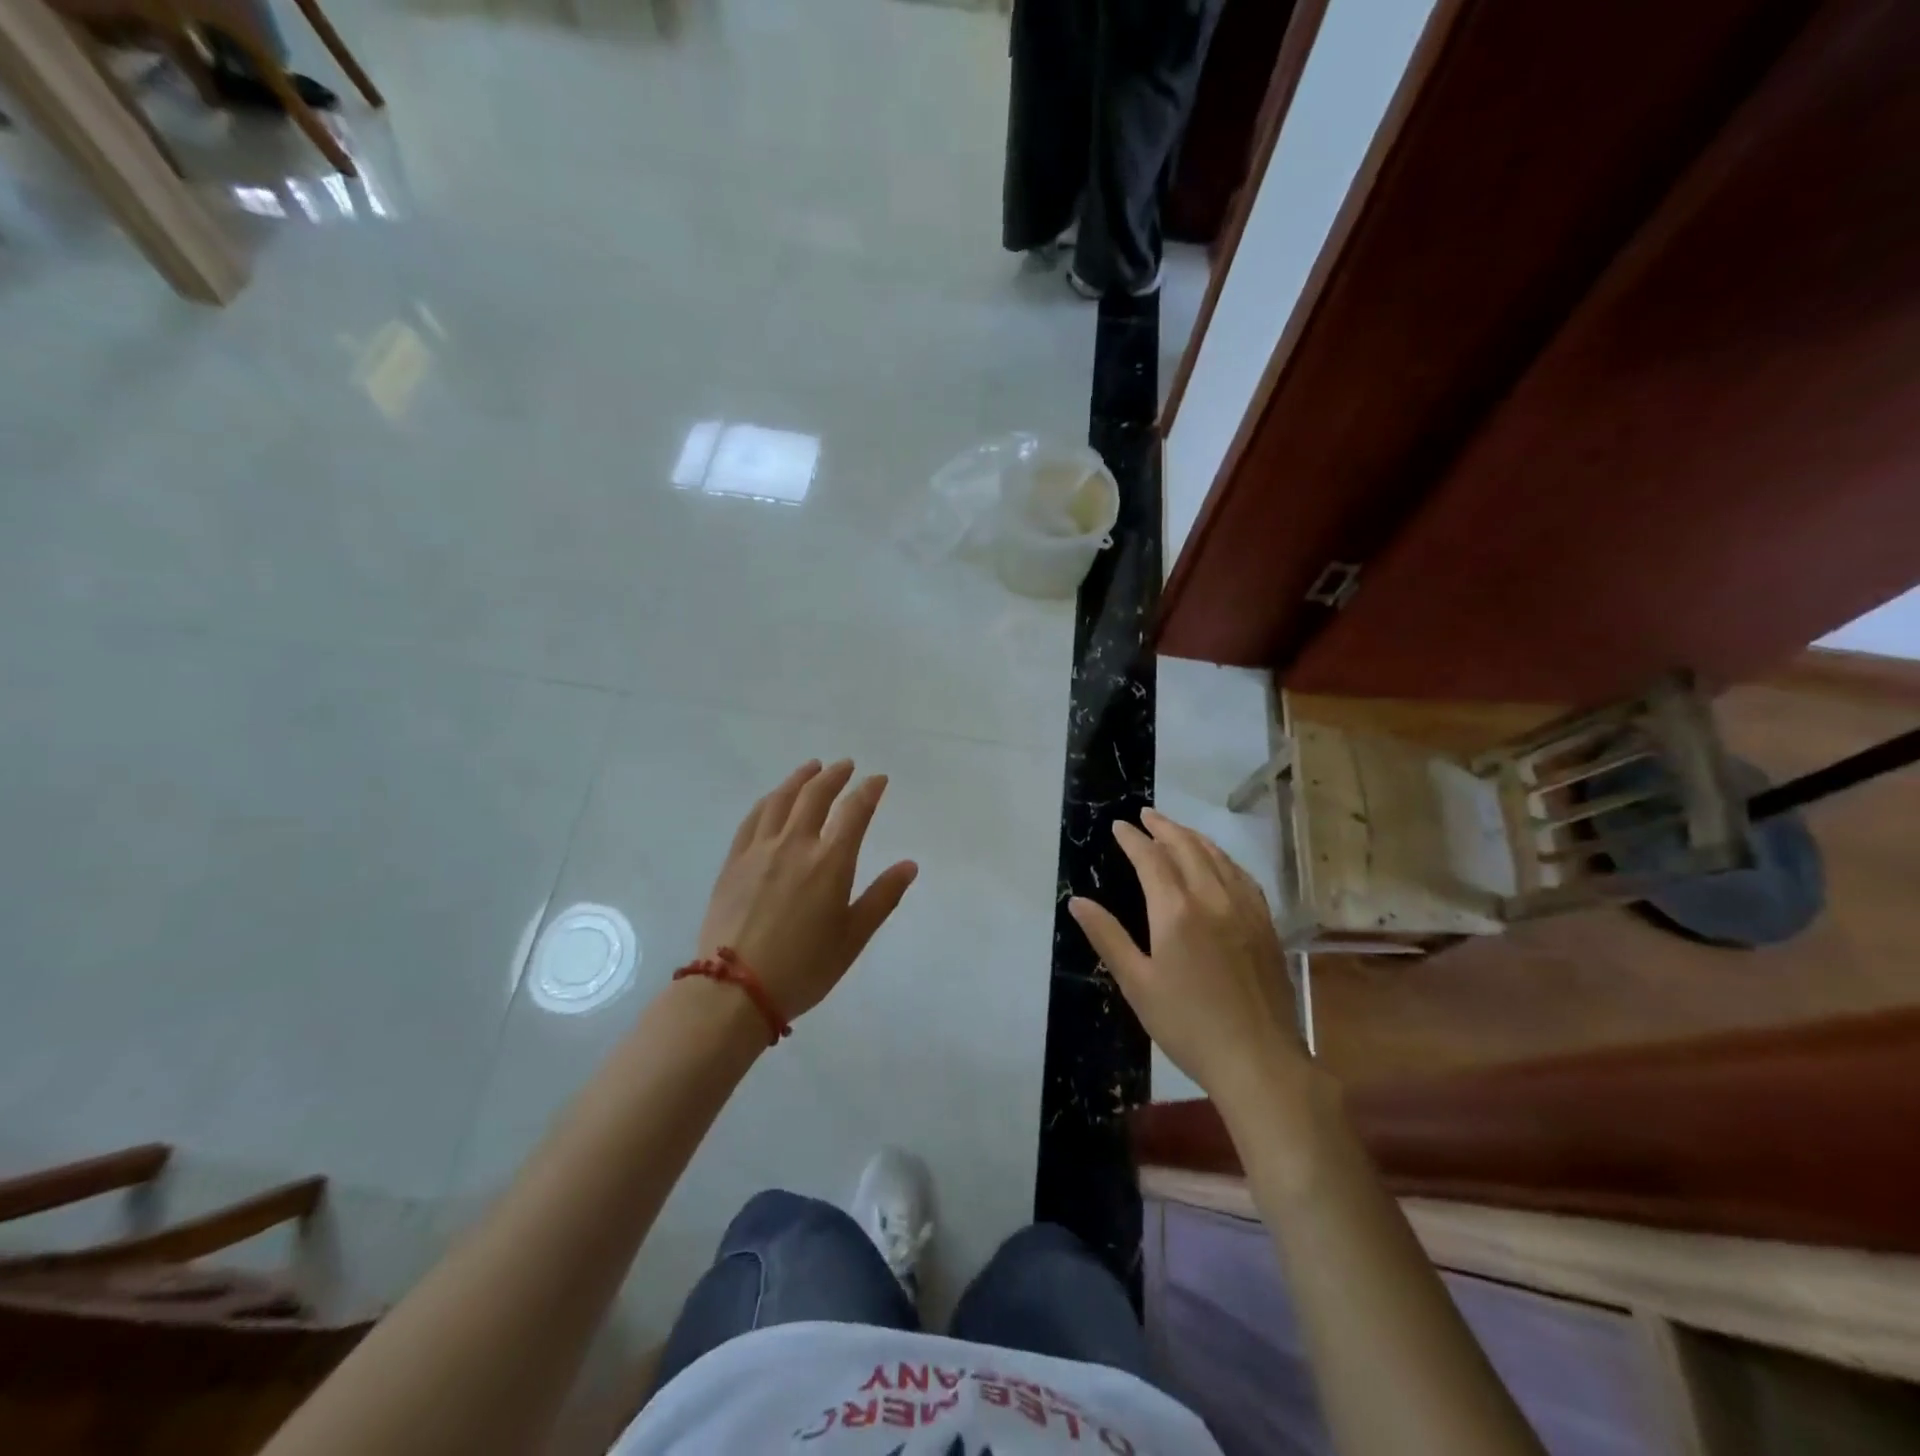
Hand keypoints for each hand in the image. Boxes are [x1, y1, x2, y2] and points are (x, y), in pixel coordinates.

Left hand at [697, 760, 918, 1022]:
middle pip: (816, 795)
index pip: (855, 811)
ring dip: (800, 779)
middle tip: (846, 766)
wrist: (735, 990)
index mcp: (830, 862)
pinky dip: (768, 801)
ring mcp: (760, 850)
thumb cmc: (804, 967)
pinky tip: (773, 799)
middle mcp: (795, 844)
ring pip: (781, 800)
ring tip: (811, 768)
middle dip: (835, 776)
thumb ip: (882, 897)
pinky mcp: (734, 861)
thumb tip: (909, 865)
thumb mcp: (853, 937)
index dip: (869, 791)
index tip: (879, 780)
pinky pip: (752, 818)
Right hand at [1069, 808, 1302, 1103]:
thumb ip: (1107, 936)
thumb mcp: (1137, 983)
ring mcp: (1245, 908)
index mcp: (1176, 911)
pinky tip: (1218, 862)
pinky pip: (1242, 875)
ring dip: (1193, 837)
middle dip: (1164, 827)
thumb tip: (1077, 901)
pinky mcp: (1266, 924)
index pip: (1151, 859)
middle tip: (1146, 815)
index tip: (1119, 825)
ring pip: (1217, 856)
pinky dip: (1223, 858)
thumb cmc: (1187, 1024)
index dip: (1133, 839)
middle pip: (1187, 847)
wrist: (1258, 1060)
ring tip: (1176, 829)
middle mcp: (1212, 897)